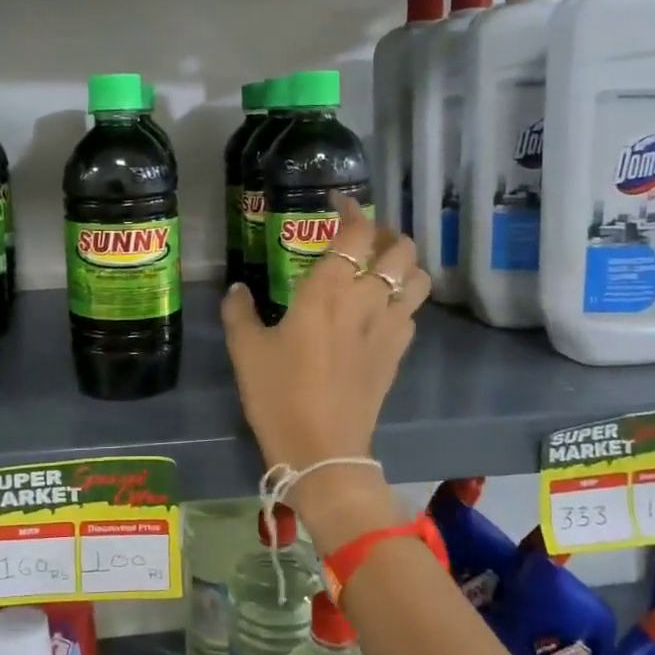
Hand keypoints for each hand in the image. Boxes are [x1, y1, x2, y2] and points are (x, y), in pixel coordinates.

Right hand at [222, 197, 429, 538]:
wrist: (322, 450)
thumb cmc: (278, 395)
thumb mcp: (246, 350)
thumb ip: (239, 312)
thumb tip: (237, 289)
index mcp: (328, 290)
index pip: (356, 232)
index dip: (353, 209)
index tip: (338, 204)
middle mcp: (367, 299)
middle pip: (400, 248)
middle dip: (385, 234)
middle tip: (361, 239)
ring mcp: (389, 327)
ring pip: (418, 277)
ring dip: (404, 265)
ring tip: (381, 269)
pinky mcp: (399, 353)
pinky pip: (412, 312)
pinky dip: (402, 300)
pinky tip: (380, 311)